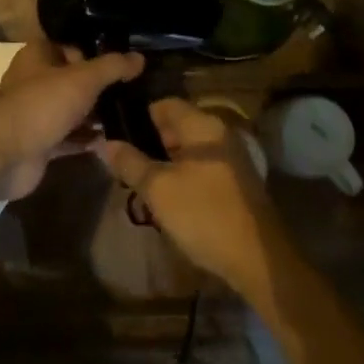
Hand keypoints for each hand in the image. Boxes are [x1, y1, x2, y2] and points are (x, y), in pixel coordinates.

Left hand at [0, 40, 143, 200]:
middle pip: (75, 79)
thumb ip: (112, 67)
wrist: (5, 154)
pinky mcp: (43, 143)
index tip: (127, 62)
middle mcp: (37, 81)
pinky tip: (117, 141)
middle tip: (137, 90)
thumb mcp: (83, 78)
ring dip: (98, 114)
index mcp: (39, 56)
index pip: (72, 46)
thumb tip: (140, 58)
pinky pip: (72, 138)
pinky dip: (90, 139)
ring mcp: (39, 114)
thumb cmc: (42, 104)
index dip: (97, 52)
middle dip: (102, 87)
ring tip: (134, 114)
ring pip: (74, 110)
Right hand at [96, 98, 284, 292]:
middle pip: (177, 126)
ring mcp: (231, 158)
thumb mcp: (158, 189)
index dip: (138, 117)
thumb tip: (107, 143)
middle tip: (124, 163)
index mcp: (203, 125)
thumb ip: (130, 163)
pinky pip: (202, 167)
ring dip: (165, 162)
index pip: (164, 105)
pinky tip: (167, 197)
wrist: (257, 258)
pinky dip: (182, 175)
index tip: (116, 135)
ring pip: (189, 149)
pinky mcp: (236, 182)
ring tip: (140, 182)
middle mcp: (220, 133)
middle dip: (149, 142)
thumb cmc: (203, 214)